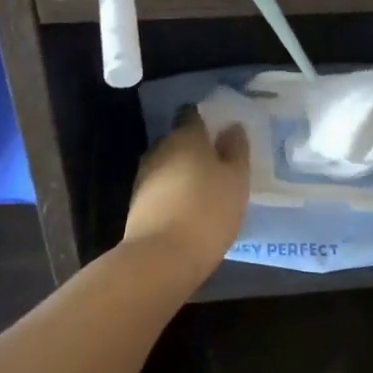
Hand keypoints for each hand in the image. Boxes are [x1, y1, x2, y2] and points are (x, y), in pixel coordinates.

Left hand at [123, 113, 249, 284]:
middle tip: (217, 164)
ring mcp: (144, 176)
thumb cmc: (208, 210)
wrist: (161, 257)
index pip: (192, 115)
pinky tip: (188, 210)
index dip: (205, 120)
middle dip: (195, 149)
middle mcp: (161, 149)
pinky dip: (173, 194)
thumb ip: (236, 150)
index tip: (220, 132)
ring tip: (205, 190)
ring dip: (183, 173)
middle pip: (179, 140)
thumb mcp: (236, 180)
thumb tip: (232, 127)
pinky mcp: (137, 203)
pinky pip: (160, 189)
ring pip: (168, 165)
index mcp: (186, 136)